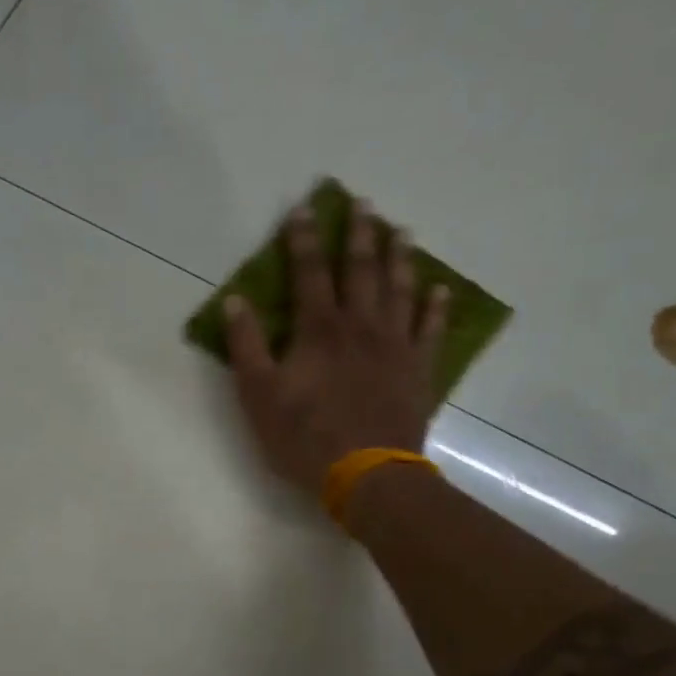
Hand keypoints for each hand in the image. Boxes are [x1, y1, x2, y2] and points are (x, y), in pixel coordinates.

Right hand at [226, 198, 447, 497]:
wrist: (366, 473)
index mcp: (319, 329)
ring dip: (400, 258)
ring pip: (400, 291)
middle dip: (359, 233)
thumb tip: (235, 301)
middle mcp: (361, 326)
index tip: (302, 208)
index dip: (303, 239)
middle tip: (364, 202)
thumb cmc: (304, 436)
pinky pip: (430, 330)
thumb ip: (246, 346)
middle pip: (361, 270)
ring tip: (402, 231)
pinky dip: (436, 308)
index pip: (309, 272)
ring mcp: (395, 346)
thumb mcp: (259, 395)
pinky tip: (440, 290)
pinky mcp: (418, 371)